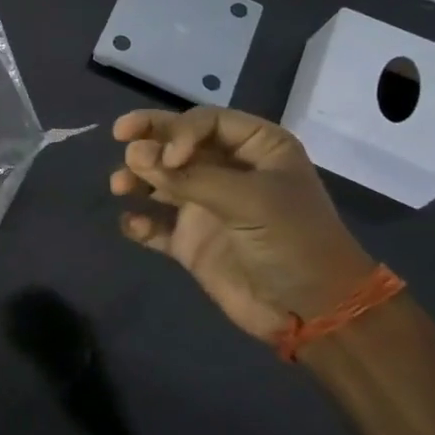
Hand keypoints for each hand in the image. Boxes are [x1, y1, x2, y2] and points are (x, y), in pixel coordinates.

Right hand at [109, 107, 376, 342]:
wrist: (316, 313)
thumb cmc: (294, 242)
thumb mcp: (250, 201)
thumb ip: (189, 178)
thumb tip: (133, 155)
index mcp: (256, 149)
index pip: (206, 122)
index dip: (180, 131)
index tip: (169, 159)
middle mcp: (228, 171)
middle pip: (178, 143)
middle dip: (149, 139)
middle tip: (119, 134)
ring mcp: (207, 207)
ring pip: (161, 180)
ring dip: (138, 178)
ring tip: (120, 186)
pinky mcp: (192, 243)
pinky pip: (156, 225)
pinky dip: (140, 222)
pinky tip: (131, 223)